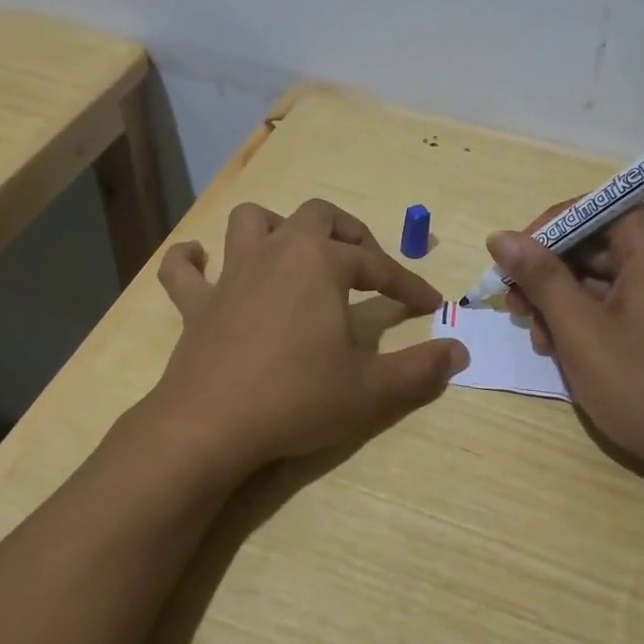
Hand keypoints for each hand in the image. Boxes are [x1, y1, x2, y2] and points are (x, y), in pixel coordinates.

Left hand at [149, 199, 467, 478]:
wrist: (210, 426)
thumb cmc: (296, 399)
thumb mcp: (370, 390)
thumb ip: (419, 370)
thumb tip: (460, 352)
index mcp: (319, 264)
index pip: (376, 264)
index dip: (407, 282)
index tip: (429, 303)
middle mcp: (276, 254)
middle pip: (317, 217)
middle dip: (348, 234)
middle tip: (365, 265)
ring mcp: (230, 275)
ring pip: (251, 221)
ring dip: (275, 227)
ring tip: (293, 253)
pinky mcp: (195, 305)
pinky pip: (182, 270)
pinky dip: (191, 261)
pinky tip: (201, 262)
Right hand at [489, 205, 643, 477]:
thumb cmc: (643, 385)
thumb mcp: (580, 329)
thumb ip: (539, 277)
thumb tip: (500, 237)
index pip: (594, 208)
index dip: (547, 229)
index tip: (512, 261)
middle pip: (597, 242)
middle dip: (549, 271)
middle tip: (515, 306)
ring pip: (603, 277)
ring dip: (562, 300)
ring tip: (537, 338)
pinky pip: (620, 303)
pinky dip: (587, 318)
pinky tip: (563, 349)